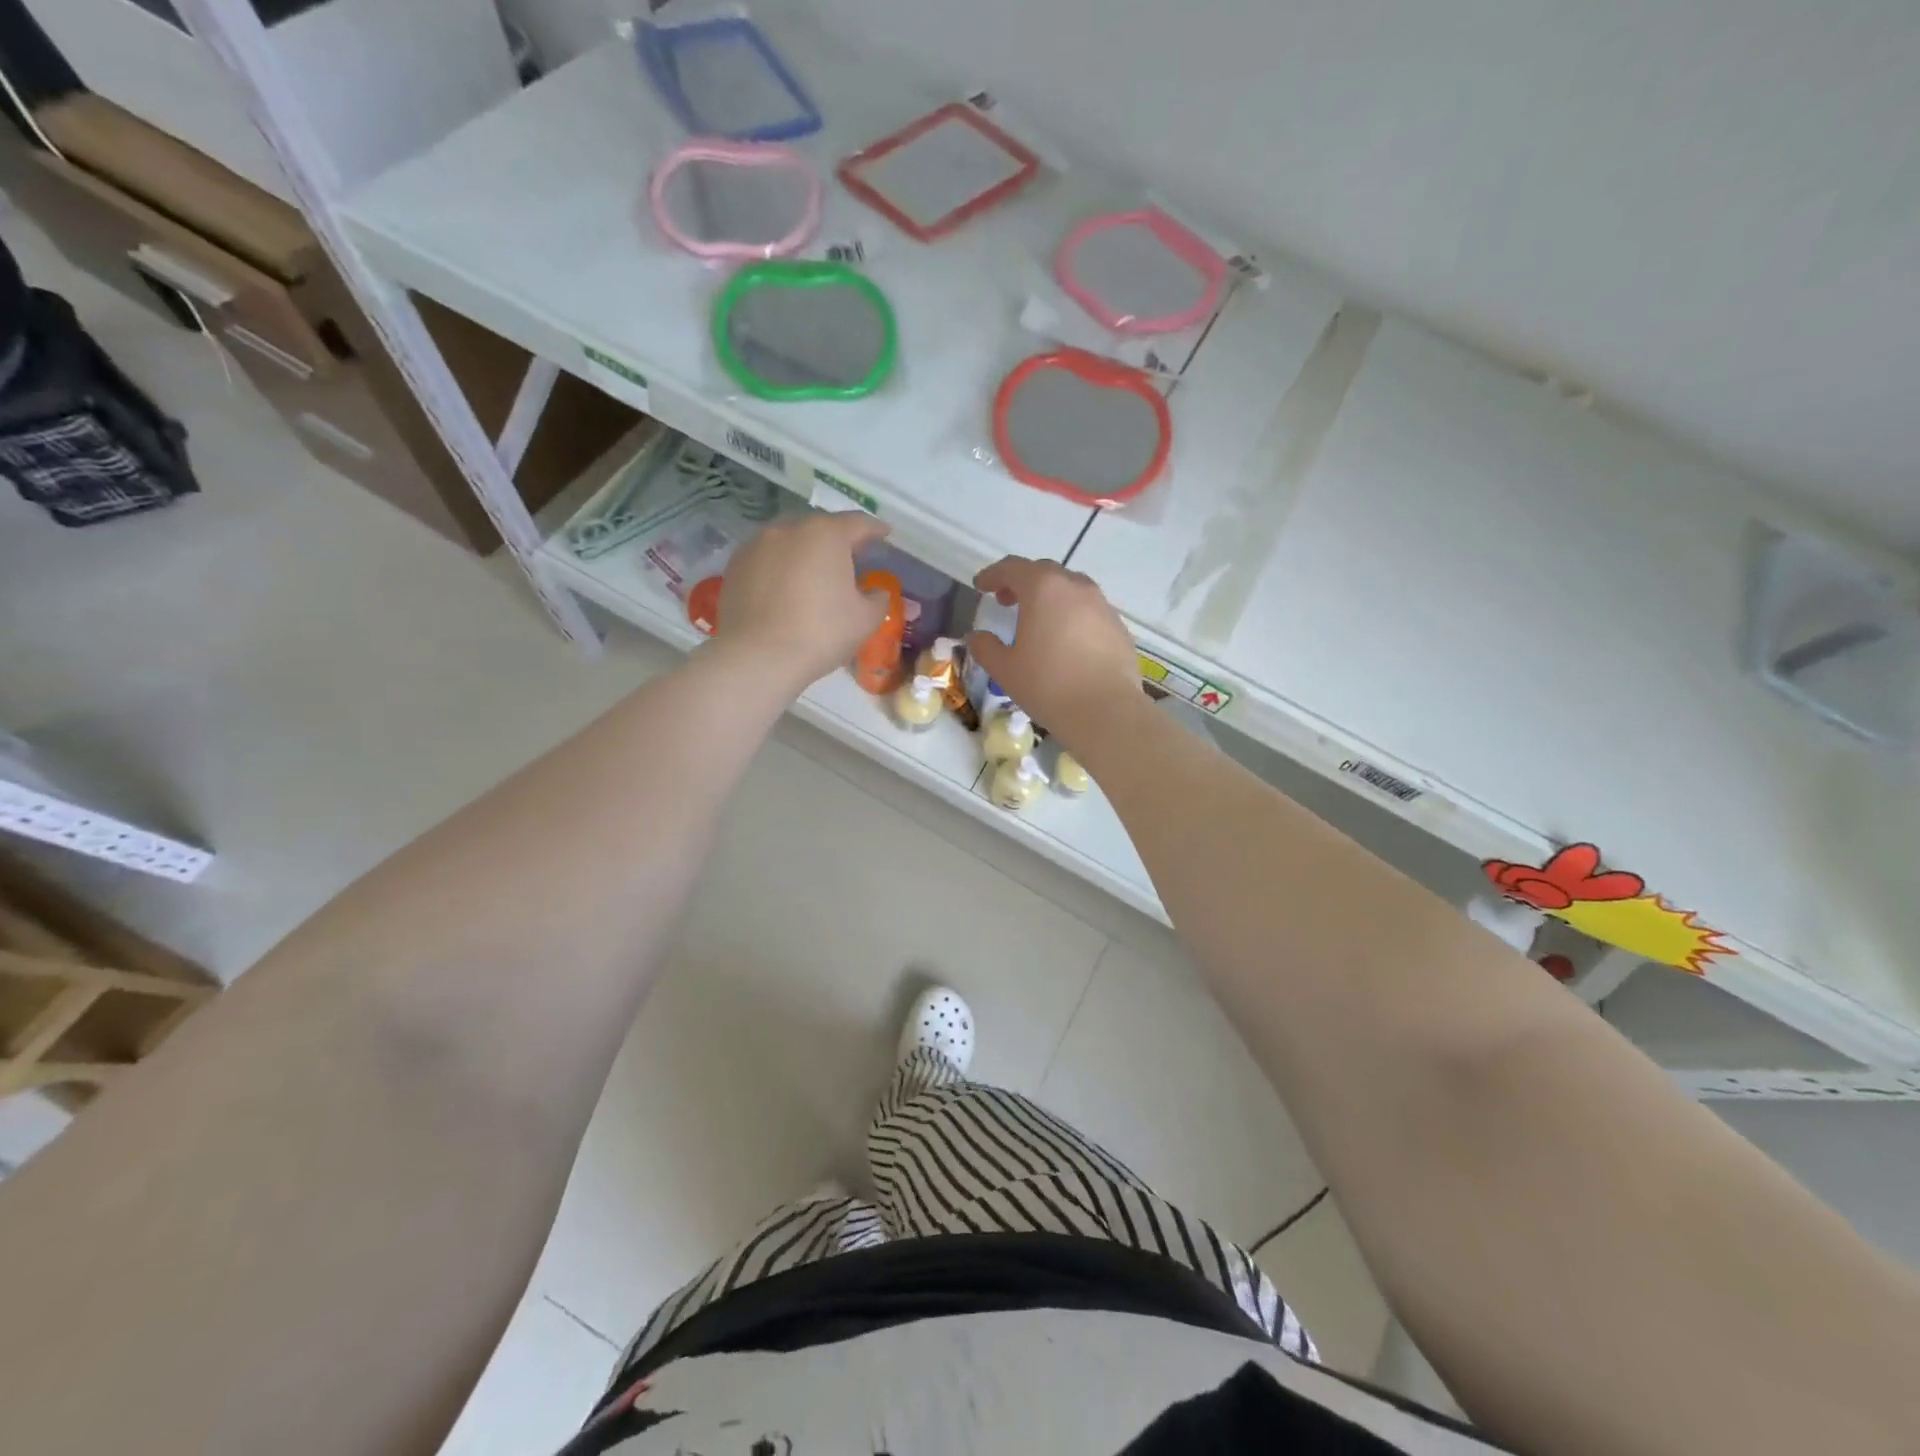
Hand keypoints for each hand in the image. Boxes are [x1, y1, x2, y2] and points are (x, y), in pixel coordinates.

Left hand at [716, 513, 891, 692]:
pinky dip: (782, 566)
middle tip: (852, 557)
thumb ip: (878, 598)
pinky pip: (768, 558)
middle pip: (821, 528)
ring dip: (806, 551)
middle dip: (838, 540)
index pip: (858, 523)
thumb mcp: (865, 620)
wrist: (757, 657)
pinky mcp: (736, 565)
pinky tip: (787, 587)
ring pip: (790, 541)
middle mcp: (789, 529)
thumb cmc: (820, 633)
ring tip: (816, 572)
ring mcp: (757, 544)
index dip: (875, 529)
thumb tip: (876, 591)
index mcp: (826, 534)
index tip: (885, 534)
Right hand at [965, 557, 1144, 752]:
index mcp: (1043, 589)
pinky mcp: (1119, 627)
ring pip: (1071, 589)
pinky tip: (1066, 642)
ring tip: (1038, 621)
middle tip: (1007, 601)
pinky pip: (1089, 611)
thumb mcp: (1005, 669)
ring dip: (1050, 598)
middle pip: (1044, 572)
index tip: (981, 586)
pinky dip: (1072, 616)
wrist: (1106, 711)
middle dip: (1022, 582)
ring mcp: (1102, 606)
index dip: (993, 575)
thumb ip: (986, 648)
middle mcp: (1076, 587)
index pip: (1012, 568)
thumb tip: (978, 637)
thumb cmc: (1048, 685)